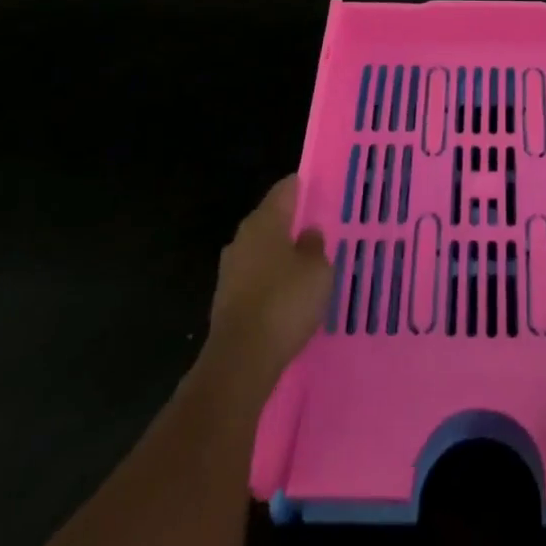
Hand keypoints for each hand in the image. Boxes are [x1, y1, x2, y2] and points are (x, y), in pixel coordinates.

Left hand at [200, 175, 331, 405]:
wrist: (241, 359)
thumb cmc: (285, 302)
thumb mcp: (317, 270)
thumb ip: (315, 246)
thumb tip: (308, 232)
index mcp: (264, 221)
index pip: (284, 190)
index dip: (302, 186)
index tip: (319, 188)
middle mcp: (242, 238)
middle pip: (270, 219)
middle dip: (292, 223)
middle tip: (318, 228)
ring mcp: (230, 269)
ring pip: (261, 250)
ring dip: (280, 254)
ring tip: (306, 263)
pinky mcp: (226, 299)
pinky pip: (255, 277)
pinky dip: (270, 279)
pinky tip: (287, 293)